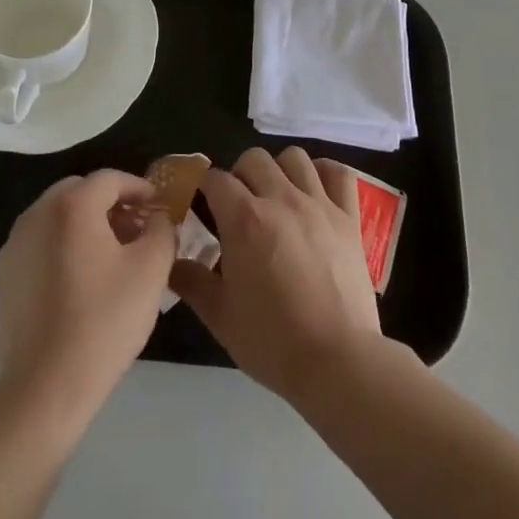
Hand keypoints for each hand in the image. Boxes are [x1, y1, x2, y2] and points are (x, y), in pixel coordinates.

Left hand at [0, 171, 173, 439]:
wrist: (44, 391)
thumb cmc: (103, 322)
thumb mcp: (152, 270)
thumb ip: (162, 230)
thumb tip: (158, 218)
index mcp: (72, 205)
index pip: (111, 178)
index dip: (140, 189)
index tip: (160, 209)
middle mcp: (38, 213)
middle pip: (82, 191)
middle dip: (113, 203)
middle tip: (139, 229)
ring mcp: (16, 243)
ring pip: (60, 215)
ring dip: (89, 223)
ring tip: (114, 255)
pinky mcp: (6, 274)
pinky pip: (43, 242)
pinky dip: (66, 245)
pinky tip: (84, 279)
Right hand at [170, 146, 381, 402]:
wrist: (337, 361)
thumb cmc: (273, 341)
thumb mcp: (220, 317)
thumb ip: (192, 282)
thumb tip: (170, 261)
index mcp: (244, 219)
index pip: (216, 178)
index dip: (204, 187)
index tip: (202, 203)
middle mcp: (281, 198)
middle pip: (254, 158)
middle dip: (240, 175)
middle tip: (239, 207)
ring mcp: (319, 204)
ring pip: (295, 157)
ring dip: (280, 170)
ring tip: (277, 198)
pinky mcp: (349, 216)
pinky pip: (339, 173)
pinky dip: (325, 173)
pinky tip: (316, 191)